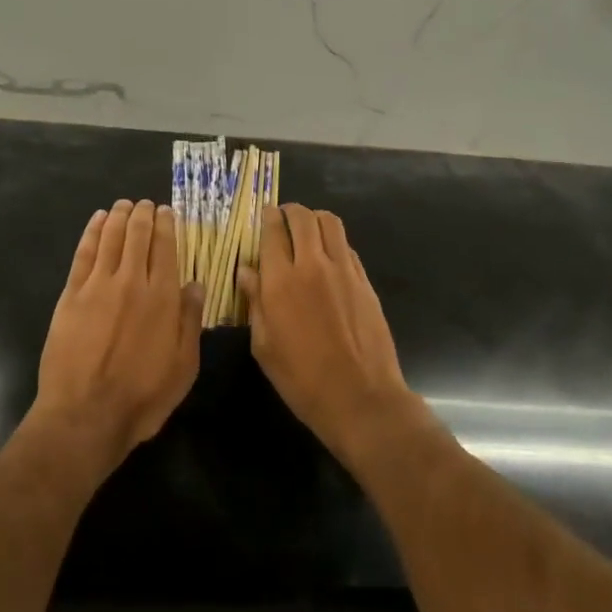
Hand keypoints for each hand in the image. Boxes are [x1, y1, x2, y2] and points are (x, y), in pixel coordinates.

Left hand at [31, 199, 203, 476]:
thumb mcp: (183, 367)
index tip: (166, 211)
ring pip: (110, 238)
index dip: (166, 225)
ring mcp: (98, 286)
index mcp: (162, 297)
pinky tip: (97, 222)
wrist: (85, 415)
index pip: (165, 248)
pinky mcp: (71, 295)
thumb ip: (190, 321)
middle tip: (144, 204)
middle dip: (142, 215)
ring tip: (123, 205)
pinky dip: (91, 232)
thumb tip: (196, 285)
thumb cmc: (142, 397)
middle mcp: (131, 282)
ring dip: (118, 217)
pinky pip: (84, 253)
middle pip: (137, 236)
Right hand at [240, 204, 419, 466]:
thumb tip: (246, 271)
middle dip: (290, 212)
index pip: (273, 230)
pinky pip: (347, 246)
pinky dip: (333, 242)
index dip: (267, 218)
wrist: (361, 399)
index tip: (263, 217)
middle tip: (283, 220)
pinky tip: (327, 259)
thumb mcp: (264, 346)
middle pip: (302, 217)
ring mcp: (344, 271)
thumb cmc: (302, 379)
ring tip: (306, 232)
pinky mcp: (365, 281)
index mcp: (281, 281)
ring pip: (330, 223)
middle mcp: (313, 265)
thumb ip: (255, 302)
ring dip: (314, 219)